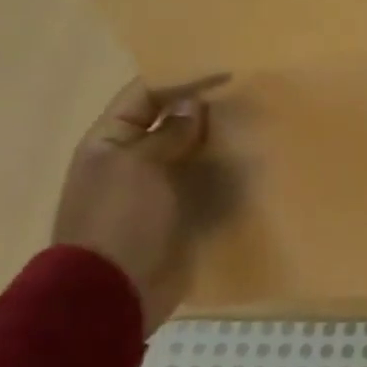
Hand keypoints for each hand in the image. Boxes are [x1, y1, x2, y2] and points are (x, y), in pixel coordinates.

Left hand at [53, 75, 229, 334]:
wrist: (113, 293)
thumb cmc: (120, 220)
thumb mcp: (139, 166)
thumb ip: (169, 133)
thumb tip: (193, 106)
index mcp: (110, 142)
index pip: (145, 96)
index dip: (182, 80)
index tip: (226, 73)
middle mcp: (132, 161)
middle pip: (171, 122)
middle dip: (205, 110)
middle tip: (248, 97)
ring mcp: (156, 190)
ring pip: (192, 153)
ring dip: (219, 142)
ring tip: (257, 127)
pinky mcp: (178, 215)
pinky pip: (204, 185)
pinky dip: (225, 175)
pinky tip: (253, 167)